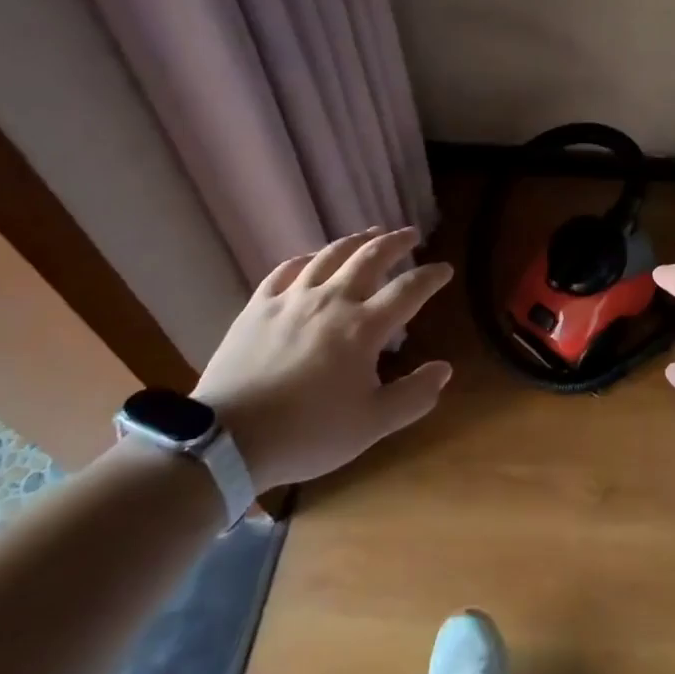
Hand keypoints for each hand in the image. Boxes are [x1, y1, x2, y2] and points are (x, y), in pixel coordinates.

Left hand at [194, 227, 452, 490]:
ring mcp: (292, 299)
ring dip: (355, 240)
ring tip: (370, 233)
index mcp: (363, 327)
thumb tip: (444, 369)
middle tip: (411, 234)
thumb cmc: (308, 433)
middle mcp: (332, 300)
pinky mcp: (258, 306)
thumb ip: (414, 396)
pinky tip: (312, 259)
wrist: (229, 439)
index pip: (408, 290)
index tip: (445, 268)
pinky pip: (286, 270)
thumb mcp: (372, 425)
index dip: (430, 276)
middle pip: (370, 258)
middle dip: (396, 242)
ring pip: (330, 255)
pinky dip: (307, 258)